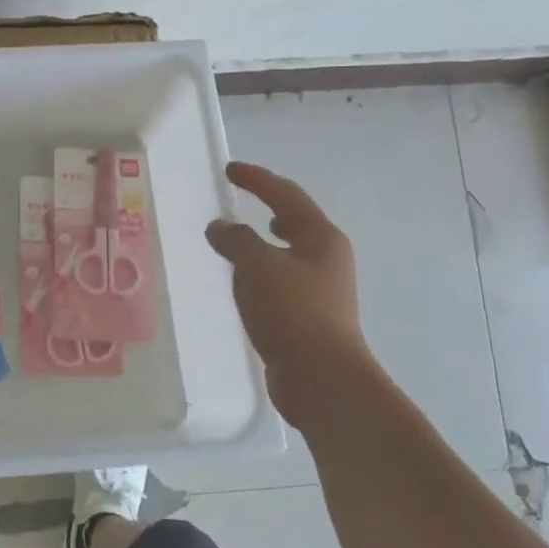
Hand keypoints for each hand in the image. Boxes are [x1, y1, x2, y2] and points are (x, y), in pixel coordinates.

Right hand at [205, 161, 368, 389]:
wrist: (320, 377)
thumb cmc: (291, 311)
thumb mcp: (256, 265)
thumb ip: (235, 239)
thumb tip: (221, 227)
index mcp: (321, 237)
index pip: (286, 195)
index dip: (257, 179)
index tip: (230, 170)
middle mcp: (327, 258)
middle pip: (297, 220)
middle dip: (270, 206)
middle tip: (242, 197)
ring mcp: (322, 289)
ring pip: (290, 252)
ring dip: (266, 241)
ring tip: (243, 238)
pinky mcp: (310, 316)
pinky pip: (282, 279)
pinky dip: (263, 270)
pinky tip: (246, 282)